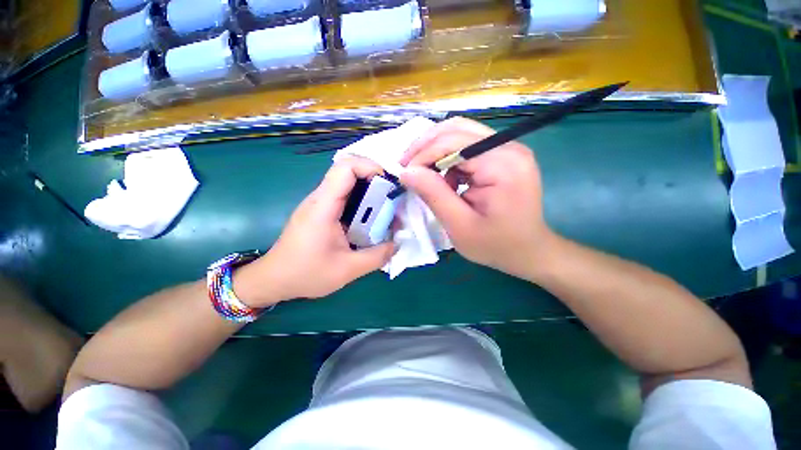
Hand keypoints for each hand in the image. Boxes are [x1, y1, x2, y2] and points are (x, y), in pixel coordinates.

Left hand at [235, 157, 394, 305]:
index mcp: (324, 206)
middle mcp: (320, 198)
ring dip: (369, 191)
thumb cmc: (305, 273)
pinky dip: (362, 201)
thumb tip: (397, 244)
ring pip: (348, 183)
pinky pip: (345, 196)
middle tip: (393, 198)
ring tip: (386, 209)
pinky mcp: (321, 211)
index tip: (390, 184)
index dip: (370, 167)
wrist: (274, 279)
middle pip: (349, 171)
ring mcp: (320, 204)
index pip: (346, 168)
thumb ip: (377, 256)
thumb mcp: (347, 270)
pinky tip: (371, 219)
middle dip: (375, 180)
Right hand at [399, 117, 555, 280]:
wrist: (528, 251)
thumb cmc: (495, 244)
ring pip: (460, 134)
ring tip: (427, 177)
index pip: (452, 142)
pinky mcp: (503, 155)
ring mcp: (508, 148)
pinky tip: (448, 181)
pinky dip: (450, 160)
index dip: (422, 155)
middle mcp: (509, 147)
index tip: (404, 174)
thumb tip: (406, 172)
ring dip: (437, 153)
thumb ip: (433, 194)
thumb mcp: (459, 225)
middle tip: (408, 167)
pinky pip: (468, 147)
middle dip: (426, 146)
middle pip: (456, 129)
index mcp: (502, 164)